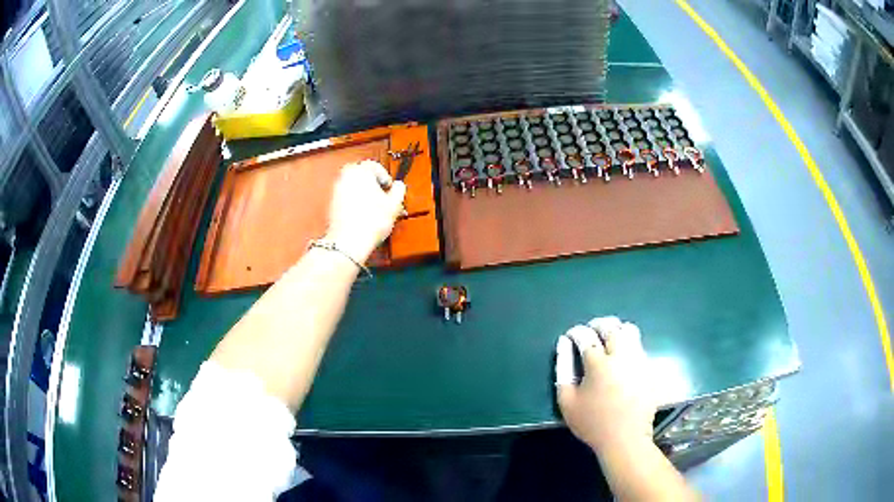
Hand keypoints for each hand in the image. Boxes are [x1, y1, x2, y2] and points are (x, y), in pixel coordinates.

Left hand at [326, 161, 405, 262]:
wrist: (349, 241)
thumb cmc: (369, 223)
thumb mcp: (394, 205)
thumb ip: (398, 190)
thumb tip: (398, 187)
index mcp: (361, 170)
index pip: (376, 166)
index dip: (386, 178)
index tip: (390, 189)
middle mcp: (345, 176)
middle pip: (363, 175)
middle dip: (374, 185)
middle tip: (383, 197)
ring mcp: (336, 190)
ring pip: (354, 186)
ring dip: (364, 194)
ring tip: (374, 208)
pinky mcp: (332, 204)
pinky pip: (347, 198)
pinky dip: (355, 203)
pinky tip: (364, 216)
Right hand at [555, 317, 656, 451]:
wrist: (625, 438)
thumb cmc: (592, 423)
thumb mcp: (567, 401)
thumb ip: (563, 370)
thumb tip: (564, 344)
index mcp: (599, 364)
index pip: (586, 336)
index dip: (576, 332)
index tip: (570, 336)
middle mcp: (622, 356)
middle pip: (611, 327)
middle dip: (598, 324)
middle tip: (590, 331)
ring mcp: (638, 361)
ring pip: (630, 330)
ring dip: (616, 330)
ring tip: (607, 341)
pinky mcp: (649, 368)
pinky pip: (639, 346)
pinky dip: (628, 344)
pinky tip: (621, 358)